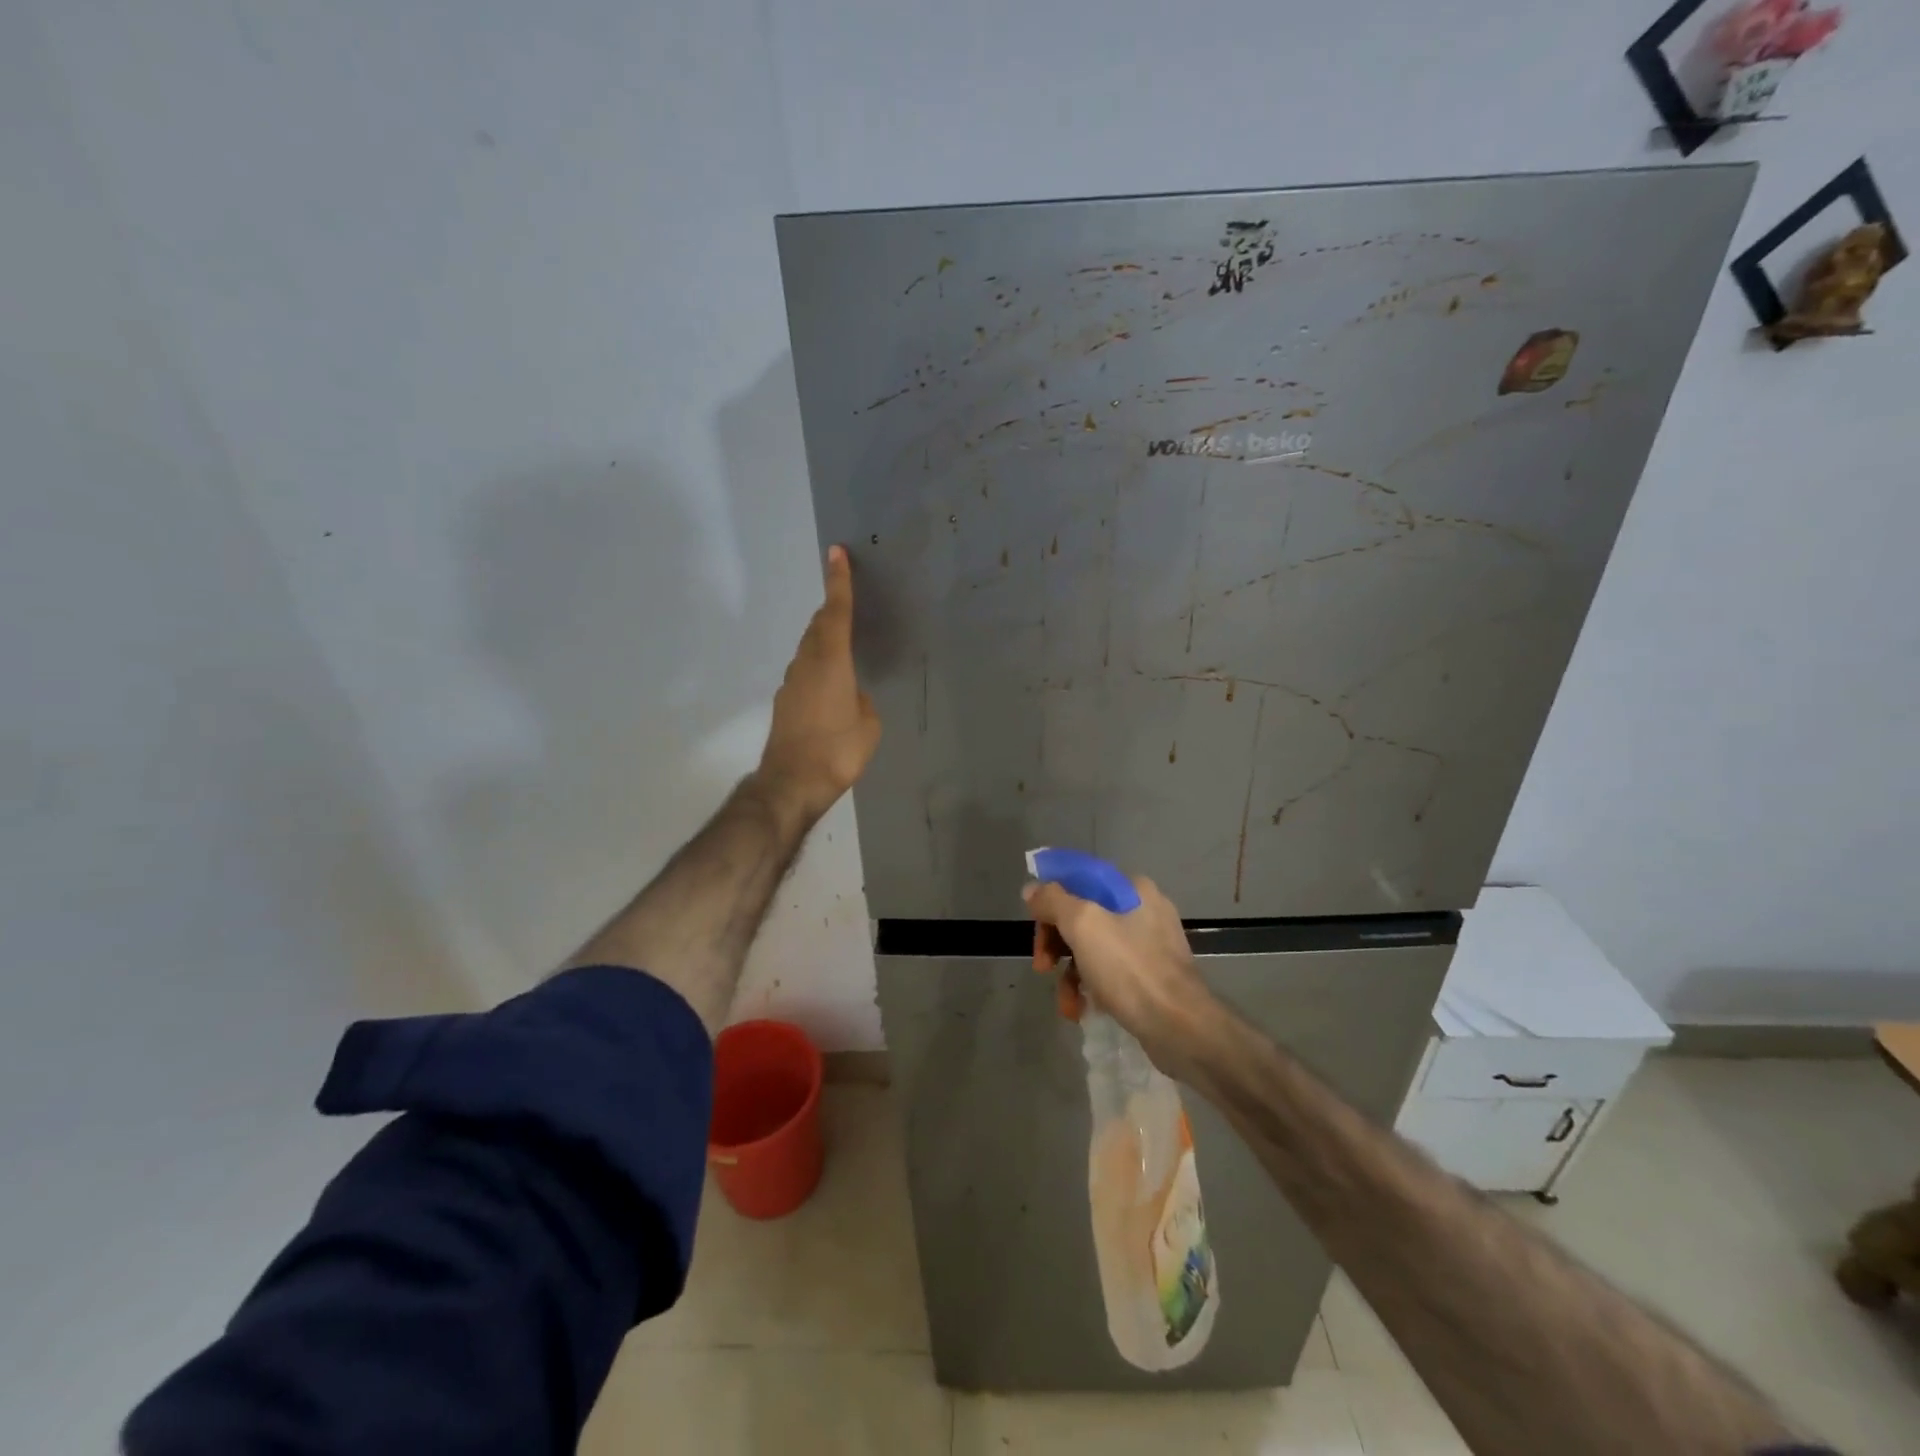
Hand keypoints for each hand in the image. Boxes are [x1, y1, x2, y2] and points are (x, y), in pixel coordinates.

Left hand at [754, 545, 881, 826]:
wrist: (791, 783)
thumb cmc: (837, 750)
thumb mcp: (868, 724)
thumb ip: (862, 701)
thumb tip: (852, 697)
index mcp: (831, 661)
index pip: (836, 612)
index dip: (838, 581)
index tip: (836, 552)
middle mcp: (806, 664)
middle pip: (818, 626)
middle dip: (831, 609)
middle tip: (846, 599)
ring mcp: (791, 683)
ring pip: (809, 649)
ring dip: (824, 639)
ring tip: (844, 644)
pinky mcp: (785, 703)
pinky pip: (805, 671)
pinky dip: (818, 666)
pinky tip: (831, 686)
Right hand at [1022, 874, 1213, 1075]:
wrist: (1180, 1028)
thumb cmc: (1130, 969)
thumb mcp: (1083, 925)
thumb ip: (1053, 900)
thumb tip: (1032, 889)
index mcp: (1132, 889)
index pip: (1079, 879)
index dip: (1051, 898)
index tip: (1035, 924)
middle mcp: (1143, 910)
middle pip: (1083, 915)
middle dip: (1056, 942)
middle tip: (1042, 966)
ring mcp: (1150, 945)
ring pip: (1093, 948)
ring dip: (1070, 973)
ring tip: (1066, 1002)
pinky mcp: (1152, 977)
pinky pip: (1110, 973)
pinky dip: (1092, 988)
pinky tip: (1083, 1009)